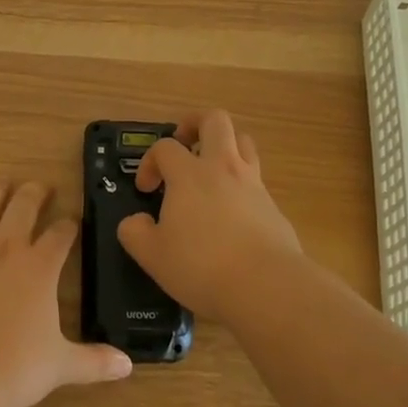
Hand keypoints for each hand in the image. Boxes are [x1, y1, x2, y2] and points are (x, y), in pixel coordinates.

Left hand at [0, 180, 131, 406]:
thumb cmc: (11, 370)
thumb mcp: (59, 366)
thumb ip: (94, 361)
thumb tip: (127, 365)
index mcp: (40, 267)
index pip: (61, 234)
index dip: (69, 225)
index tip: (73, 220)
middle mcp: (7, 248)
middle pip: (24, 207)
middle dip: (35, 193)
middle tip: (40, 186)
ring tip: (1, 183)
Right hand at [117, 109, 306, 323]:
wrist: (267, 286)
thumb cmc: (202, 266)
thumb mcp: (153, 255)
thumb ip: (135, 233)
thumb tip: (134, 222)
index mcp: (189, 174)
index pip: (165, 146)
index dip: (150, 161)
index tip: (146, 189)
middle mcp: (223, 168)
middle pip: (215, 120)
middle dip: (195, 123)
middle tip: (183, 143)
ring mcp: (253, 183)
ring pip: (243, 141)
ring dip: (225, 145)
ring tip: (210, 167)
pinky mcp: (273, 205)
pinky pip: (256, 178)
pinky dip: (241, 182)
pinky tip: (232, 210)